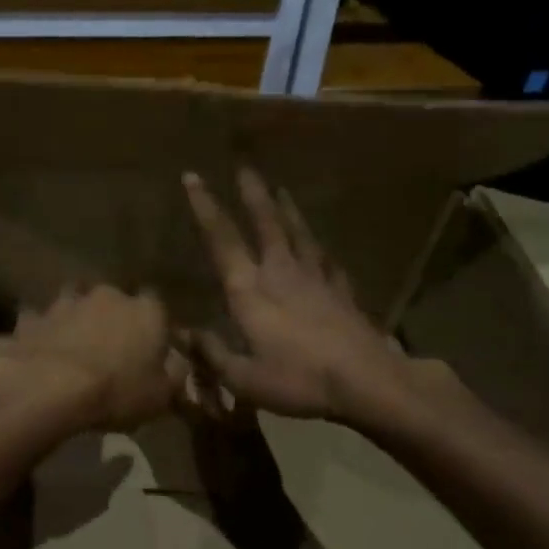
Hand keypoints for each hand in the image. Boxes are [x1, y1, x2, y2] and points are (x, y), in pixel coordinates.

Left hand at [0, 285, 182, 433]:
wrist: (50, 387)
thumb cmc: (117, 391)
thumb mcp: (161, 395)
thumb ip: (174, 373)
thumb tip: (177, 362)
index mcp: (145, 311)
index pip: (156, 305)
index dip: (153, 325)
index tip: (150, 345)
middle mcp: (107, 296)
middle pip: (114, 299)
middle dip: (113, 316)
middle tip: (110, 345)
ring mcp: (66, 302)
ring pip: (74, 300)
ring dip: (76, 316)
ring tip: (74, 340)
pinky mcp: (33, 317)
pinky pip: (39, 320)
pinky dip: (42, 330)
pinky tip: (41, 346)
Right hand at [183, 169, 444, 424]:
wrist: (367, 382)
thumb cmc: (297, 379)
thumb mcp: (243, 378)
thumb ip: (211, 353)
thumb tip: (181, 334)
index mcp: (249, 289)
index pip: (222, 239)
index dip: (205, 207)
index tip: (192, 177)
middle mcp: (281, 272)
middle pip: (266, 223)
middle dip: (252, 193)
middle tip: (245, 167)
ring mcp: (316, 278)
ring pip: (299, 233)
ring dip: (287, 209)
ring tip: (281, 190)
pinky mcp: (342, 292)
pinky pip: (328, 262)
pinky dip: (320, 249)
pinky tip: (322, 247)